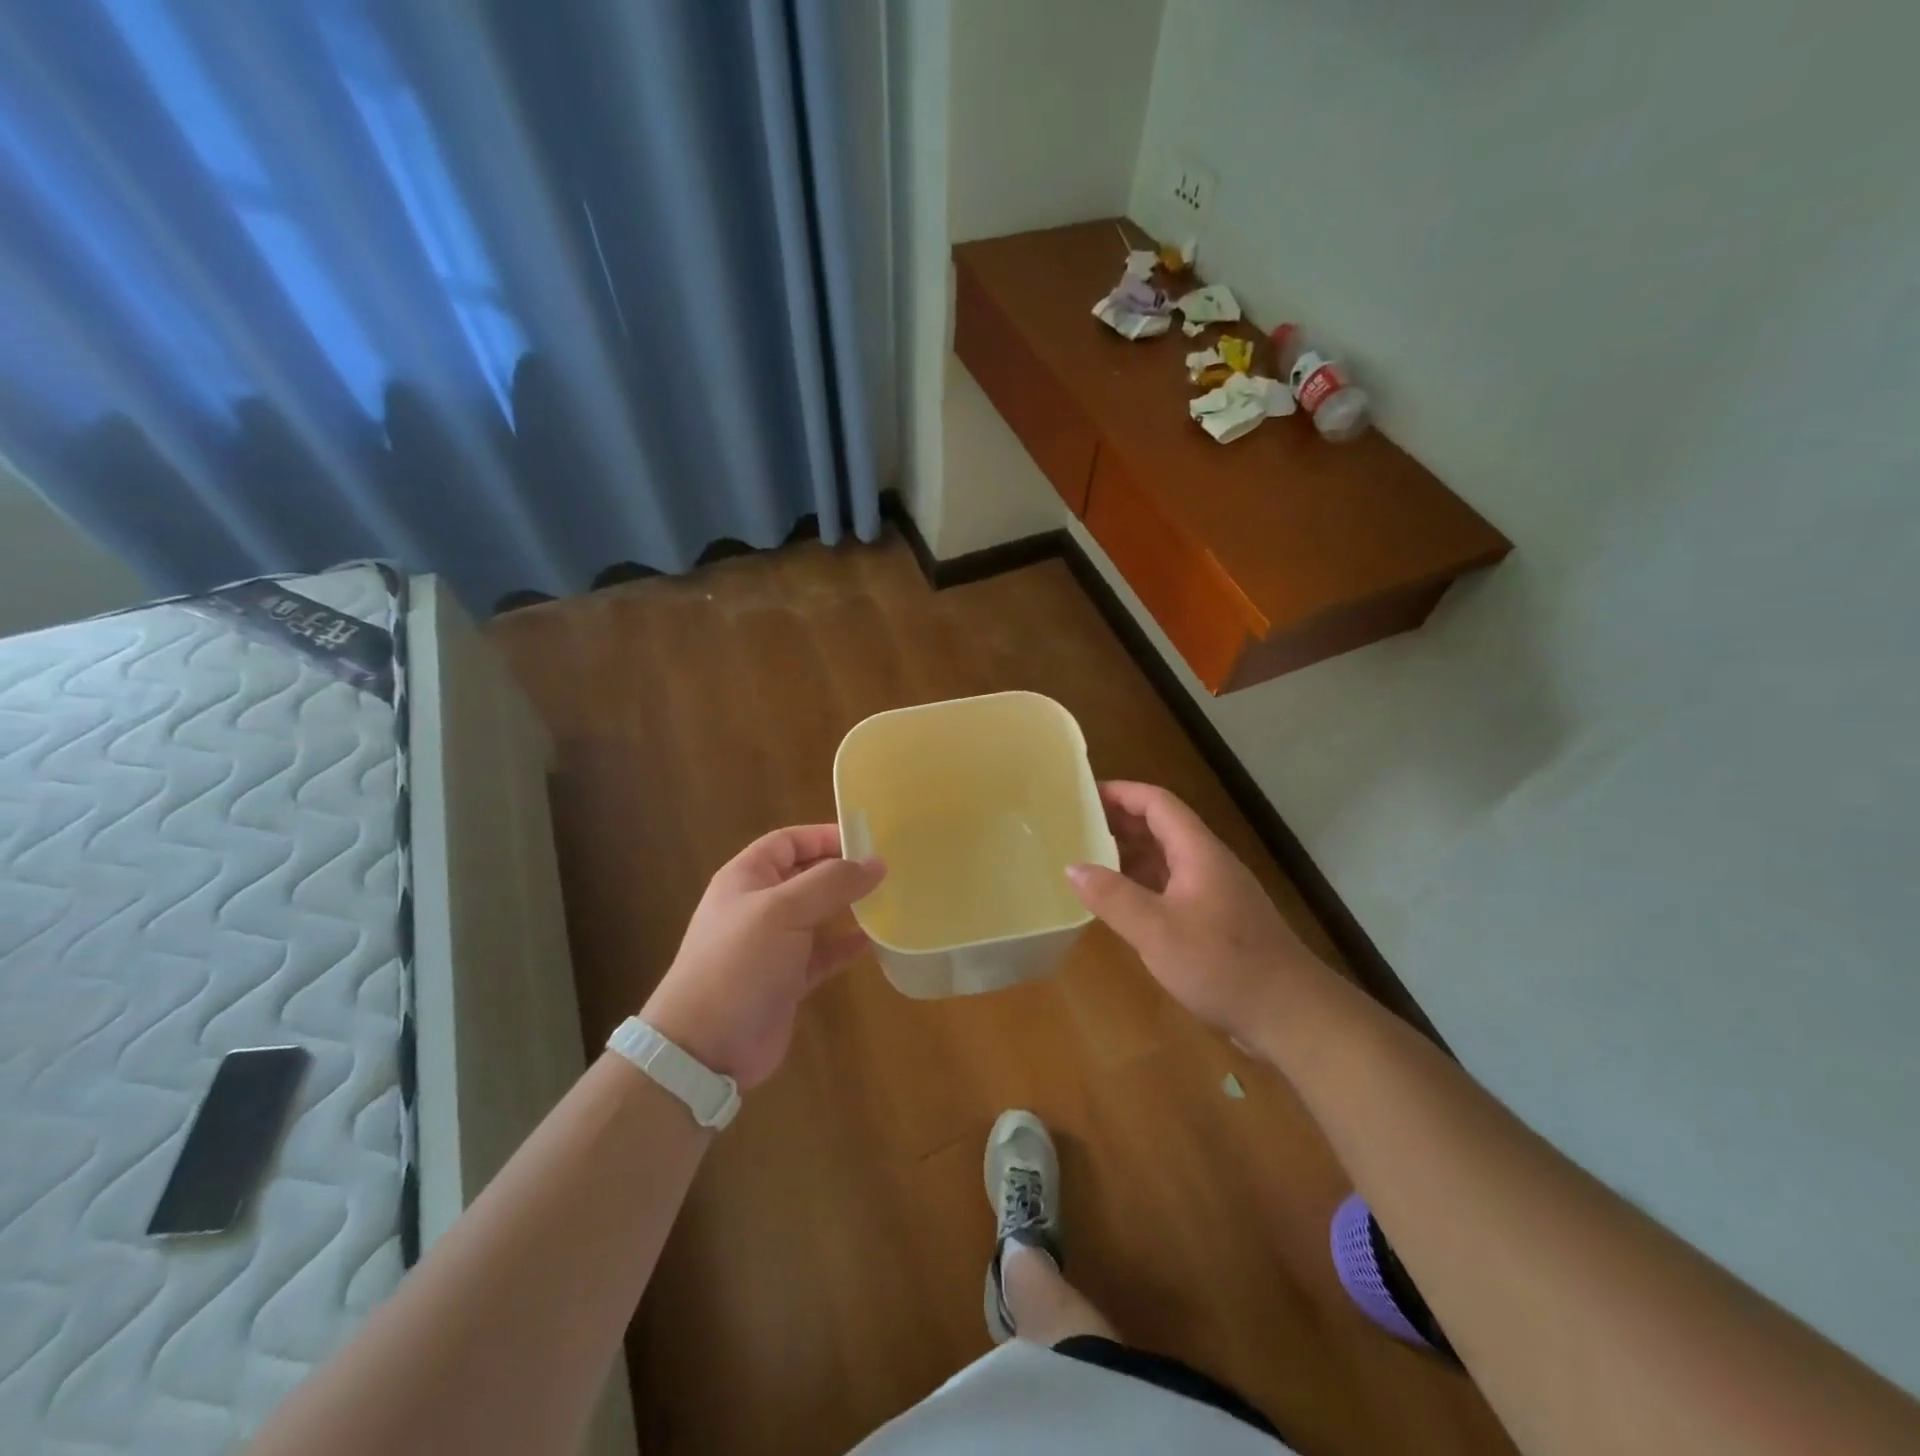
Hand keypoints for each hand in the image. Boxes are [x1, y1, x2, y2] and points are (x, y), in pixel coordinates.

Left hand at [641, 825, 884, 1089]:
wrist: (705, 1048)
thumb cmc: (739, 963)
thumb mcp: (784, 911)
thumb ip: (831, 883)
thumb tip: (876, 862)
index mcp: (747, 878)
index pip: (788, 842)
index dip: (824, 836)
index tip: (867, 840)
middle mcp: (759, 906)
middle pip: (806, 876)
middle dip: (842, 871)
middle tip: (886, 869)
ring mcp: (773, 945)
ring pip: (818, 915)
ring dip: (849, 908)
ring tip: (888, 900)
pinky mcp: (787, 980)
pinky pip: (823, 953)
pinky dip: (846, 946)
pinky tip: (874, 941)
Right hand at [1066, 781, 1332, 1038]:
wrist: (1291, 1013)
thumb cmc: (1222, 964)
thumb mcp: (1157, 931)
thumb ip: (1113, 897)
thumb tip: (1072, 867)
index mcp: (1198, 852)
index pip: (1158, 803)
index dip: (1121, 793)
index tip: (1083, 796)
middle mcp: (1208, 863)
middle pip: (1162, 826)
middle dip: (1120, 822)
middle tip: (1077, 828)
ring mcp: (1216, 892)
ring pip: (1167, 858)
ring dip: (1131, 855)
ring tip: (1090, 861)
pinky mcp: (1218, 920)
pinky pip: (1173, 887)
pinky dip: (1144, 885)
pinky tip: (1123, 905)